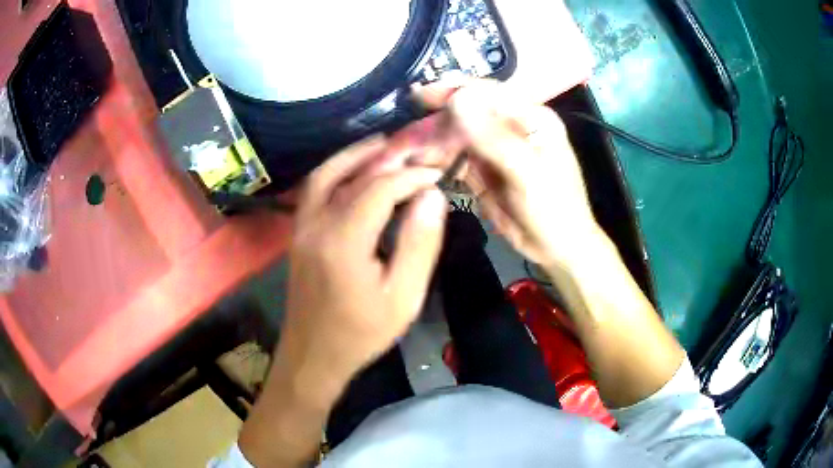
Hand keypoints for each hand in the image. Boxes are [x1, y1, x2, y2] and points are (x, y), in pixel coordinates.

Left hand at [284, 135, 447, 380]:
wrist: (313, 355)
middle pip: (353, 175)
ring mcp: (301, 227)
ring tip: (384, 145)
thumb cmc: (362, 333)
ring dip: (354, 155)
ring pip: (325, 175)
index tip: (437, 175)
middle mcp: (317, 224)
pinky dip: (336, 172)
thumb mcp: (403, 297)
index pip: (381, 188)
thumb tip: (432, 197)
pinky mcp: (298, 234)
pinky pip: (315, 190)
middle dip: (388, 159)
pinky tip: (355, 171)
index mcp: (344, 240)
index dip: (411, 176)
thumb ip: (420, 244)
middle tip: (416, 150)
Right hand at [415, 79, 601, 269]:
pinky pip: (456, 158)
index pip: (489, 93)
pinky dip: (438, 161)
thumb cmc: (553, 208)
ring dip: (432, 142)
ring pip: (457, 136)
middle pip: (467, 113)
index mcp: (531, 117)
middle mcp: (511, 126)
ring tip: (404, 152)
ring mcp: (495, 149)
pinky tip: (420, 165)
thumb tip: (458, 98)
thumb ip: (493, 137)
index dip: (454, 90)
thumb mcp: (527, 172)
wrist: (557, 248)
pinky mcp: (483, 171)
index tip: (421, 95)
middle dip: (436, 122)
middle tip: (405, 134)